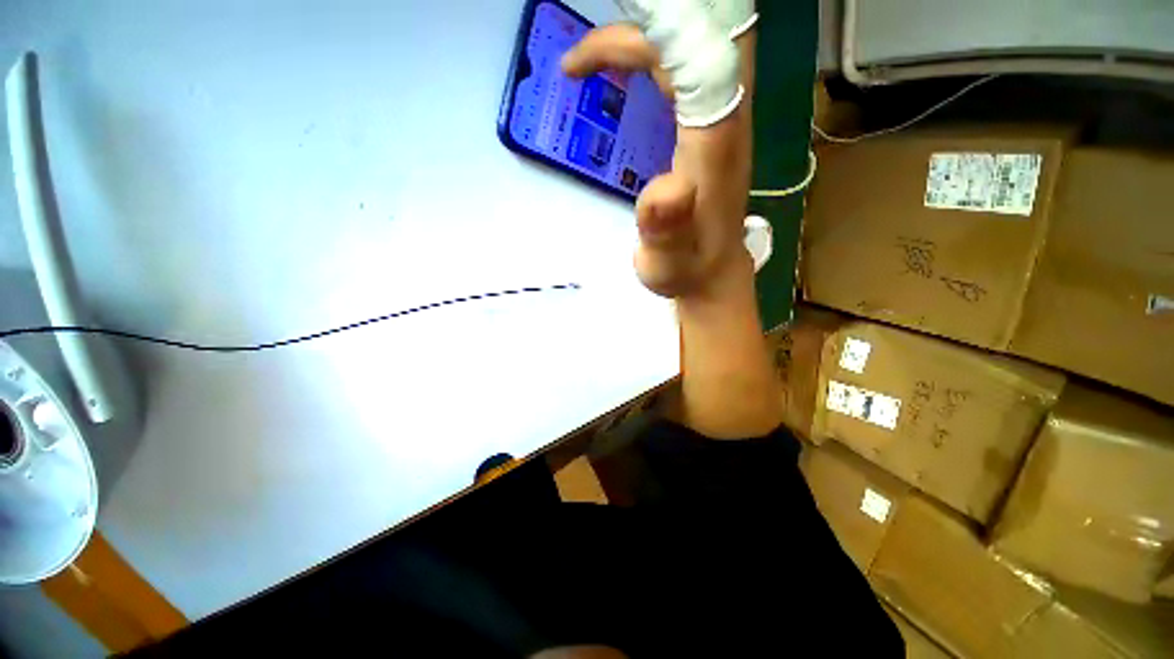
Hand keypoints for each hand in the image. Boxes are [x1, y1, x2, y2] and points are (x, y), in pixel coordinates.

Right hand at [561, 14, 752, 300]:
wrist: (712, 275)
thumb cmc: (687, 270)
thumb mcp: (670, 260)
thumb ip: (667, 227)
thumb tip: (667, 185)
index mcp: (716, 142)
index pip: (702, 51)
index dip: (661, 25)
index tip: (610, 27)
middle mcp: (725, 117)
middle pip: (695, 34)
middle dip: (641, 27)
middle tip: (582, 53)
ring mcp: (718, 119)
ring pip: (688, 46)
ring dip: (637, 40)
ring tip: (583, 63)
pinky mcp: (708, 128)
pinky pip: (681, 69)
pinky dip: (646, 60)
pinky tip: (617, 77)